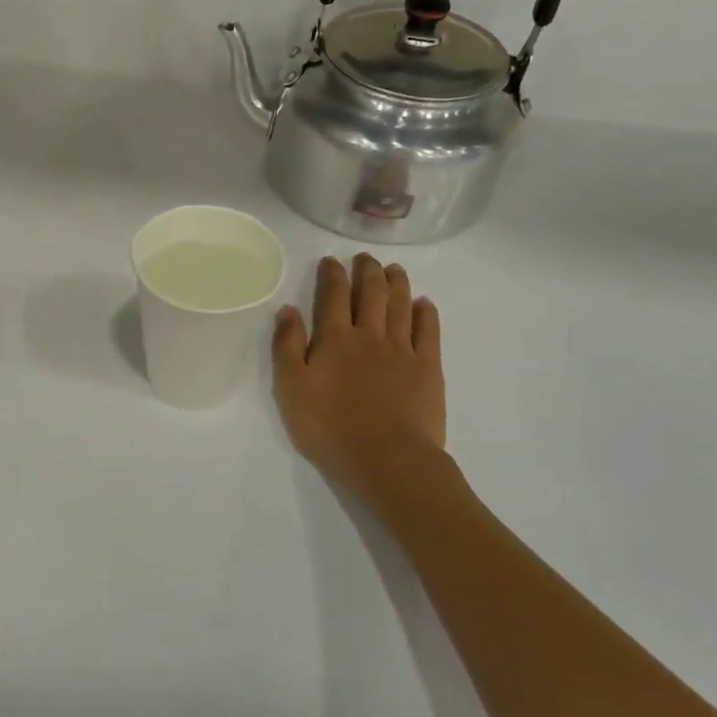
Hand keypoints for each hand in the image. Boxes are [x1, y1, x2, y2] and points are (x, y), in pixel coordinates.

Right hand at [273, 254, 448, 504]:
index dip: (332, 275)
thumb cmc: (330, 427)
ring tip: (394, 269)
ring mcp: (402, 350)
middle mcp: (370, 335)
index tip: (331, 261)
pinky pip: (428, 331)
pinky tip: (423, 304)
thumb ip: (287, 346)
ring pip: (401, 305)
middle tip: (365, 258)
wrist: (387, 458)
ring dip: (397, 283)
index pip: (333, 296)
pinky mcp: (428, 368)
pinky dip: (425, 313)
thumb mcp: (291, 389)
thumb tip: (288, 309)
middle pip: (371, 293)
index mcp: (334, 339)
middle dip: (367, 271)